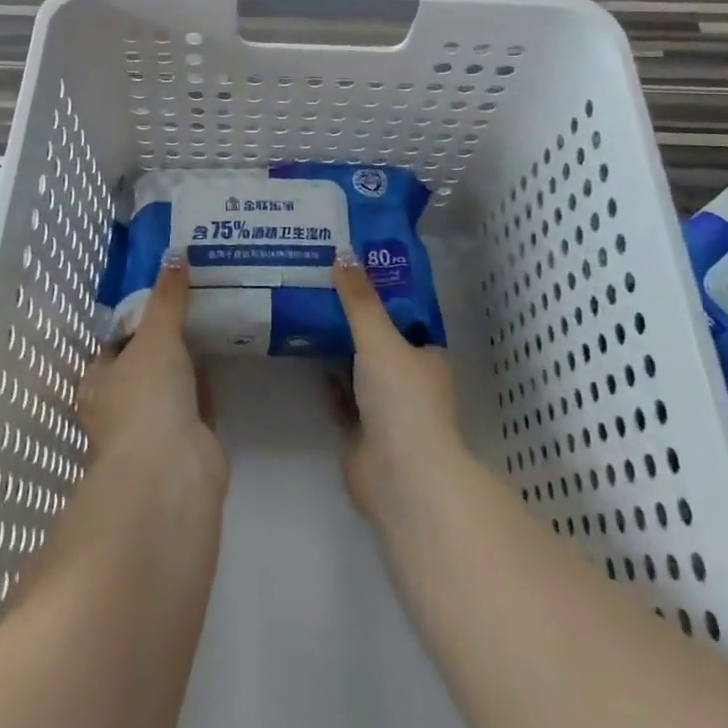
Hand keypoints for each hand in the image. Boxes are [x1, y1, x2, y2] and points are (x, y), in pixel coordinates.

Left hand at [77, 254, 227, 489]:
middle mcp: (120, 406)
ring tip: (212, 317)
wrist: (172, 472)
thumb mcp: (155, 335)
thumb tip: (175, 253)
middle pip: (144, 362)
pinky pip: (197, 401)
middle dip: (166, 338)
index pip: (114, 342)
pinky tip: (225, 355)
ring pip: (171, 383)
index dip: (136, 319)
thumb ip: (167, 297)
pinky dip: (207, 382)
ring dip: (188, 360)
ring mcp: (154, 427)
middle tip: (194, 299)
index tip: (163, 291)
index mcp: (98, 382)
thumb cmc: (146, 397)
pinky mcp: (187, 442)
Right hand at [331, 251, 465, 539]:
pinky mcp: (359, 430)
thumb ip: (360, 300)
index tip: (353, 266)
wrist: (399, 476)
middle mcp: (409, 379)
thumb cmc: (402, 399)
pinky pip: (339, 393)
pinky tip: (299, 350)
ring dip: (336, 345)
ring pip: (357, 366)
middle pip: (379, 340)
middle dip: (353, 317)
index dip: (382, 292)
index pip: (405, 316)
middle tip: (319, 281)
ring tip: (303, 306)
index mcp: (427, 356)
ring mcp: (385, 407)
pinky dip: (324, 375)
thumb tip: (343, 252)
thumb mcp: (380, 339)